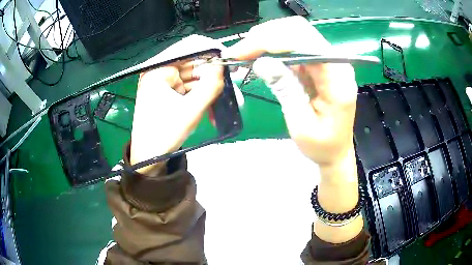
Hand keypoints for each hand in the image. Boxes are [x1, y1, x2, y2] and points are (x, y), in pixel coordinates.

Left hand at [130, 36, 223, 174]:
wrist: (149, 158)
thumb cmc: (164, 134)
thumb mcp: (190, 110)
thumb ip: (210, 86)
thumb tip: (223, 66)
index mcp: (158, 70)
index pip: (188, 47)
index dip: (210, 50)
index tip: (229, 59)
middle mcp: (160, 71)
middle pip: (193, 63)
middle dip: (214, 74)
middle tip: (233, 83)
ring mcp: (165, 83)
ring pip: (195, 77)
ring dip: (211, 88)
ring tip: (228, 101)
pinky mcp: (170, 93)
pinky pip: (191, 89)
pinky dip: (203, 97)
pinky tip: (213, 110)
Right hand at [225, 16, 357, 178]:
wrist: (335, 151)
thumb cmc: (322, 145)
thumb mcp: (301, 124)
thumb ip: (285, 89)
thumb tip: (261, 62)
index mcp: (338, 78)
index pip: (306, 43)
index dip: (272, 41)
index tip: (243, 51)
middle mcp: (336, 62)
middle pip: (300, 30)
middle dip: (267, 35)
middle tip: (240, 51)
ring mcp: (327, 61)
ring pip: (295, 34)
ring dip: (267, 39)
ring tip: (245, 53)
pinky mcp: (318, 64)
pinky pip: (294, 46)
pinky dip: (273, 48)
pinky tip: (258, 56)